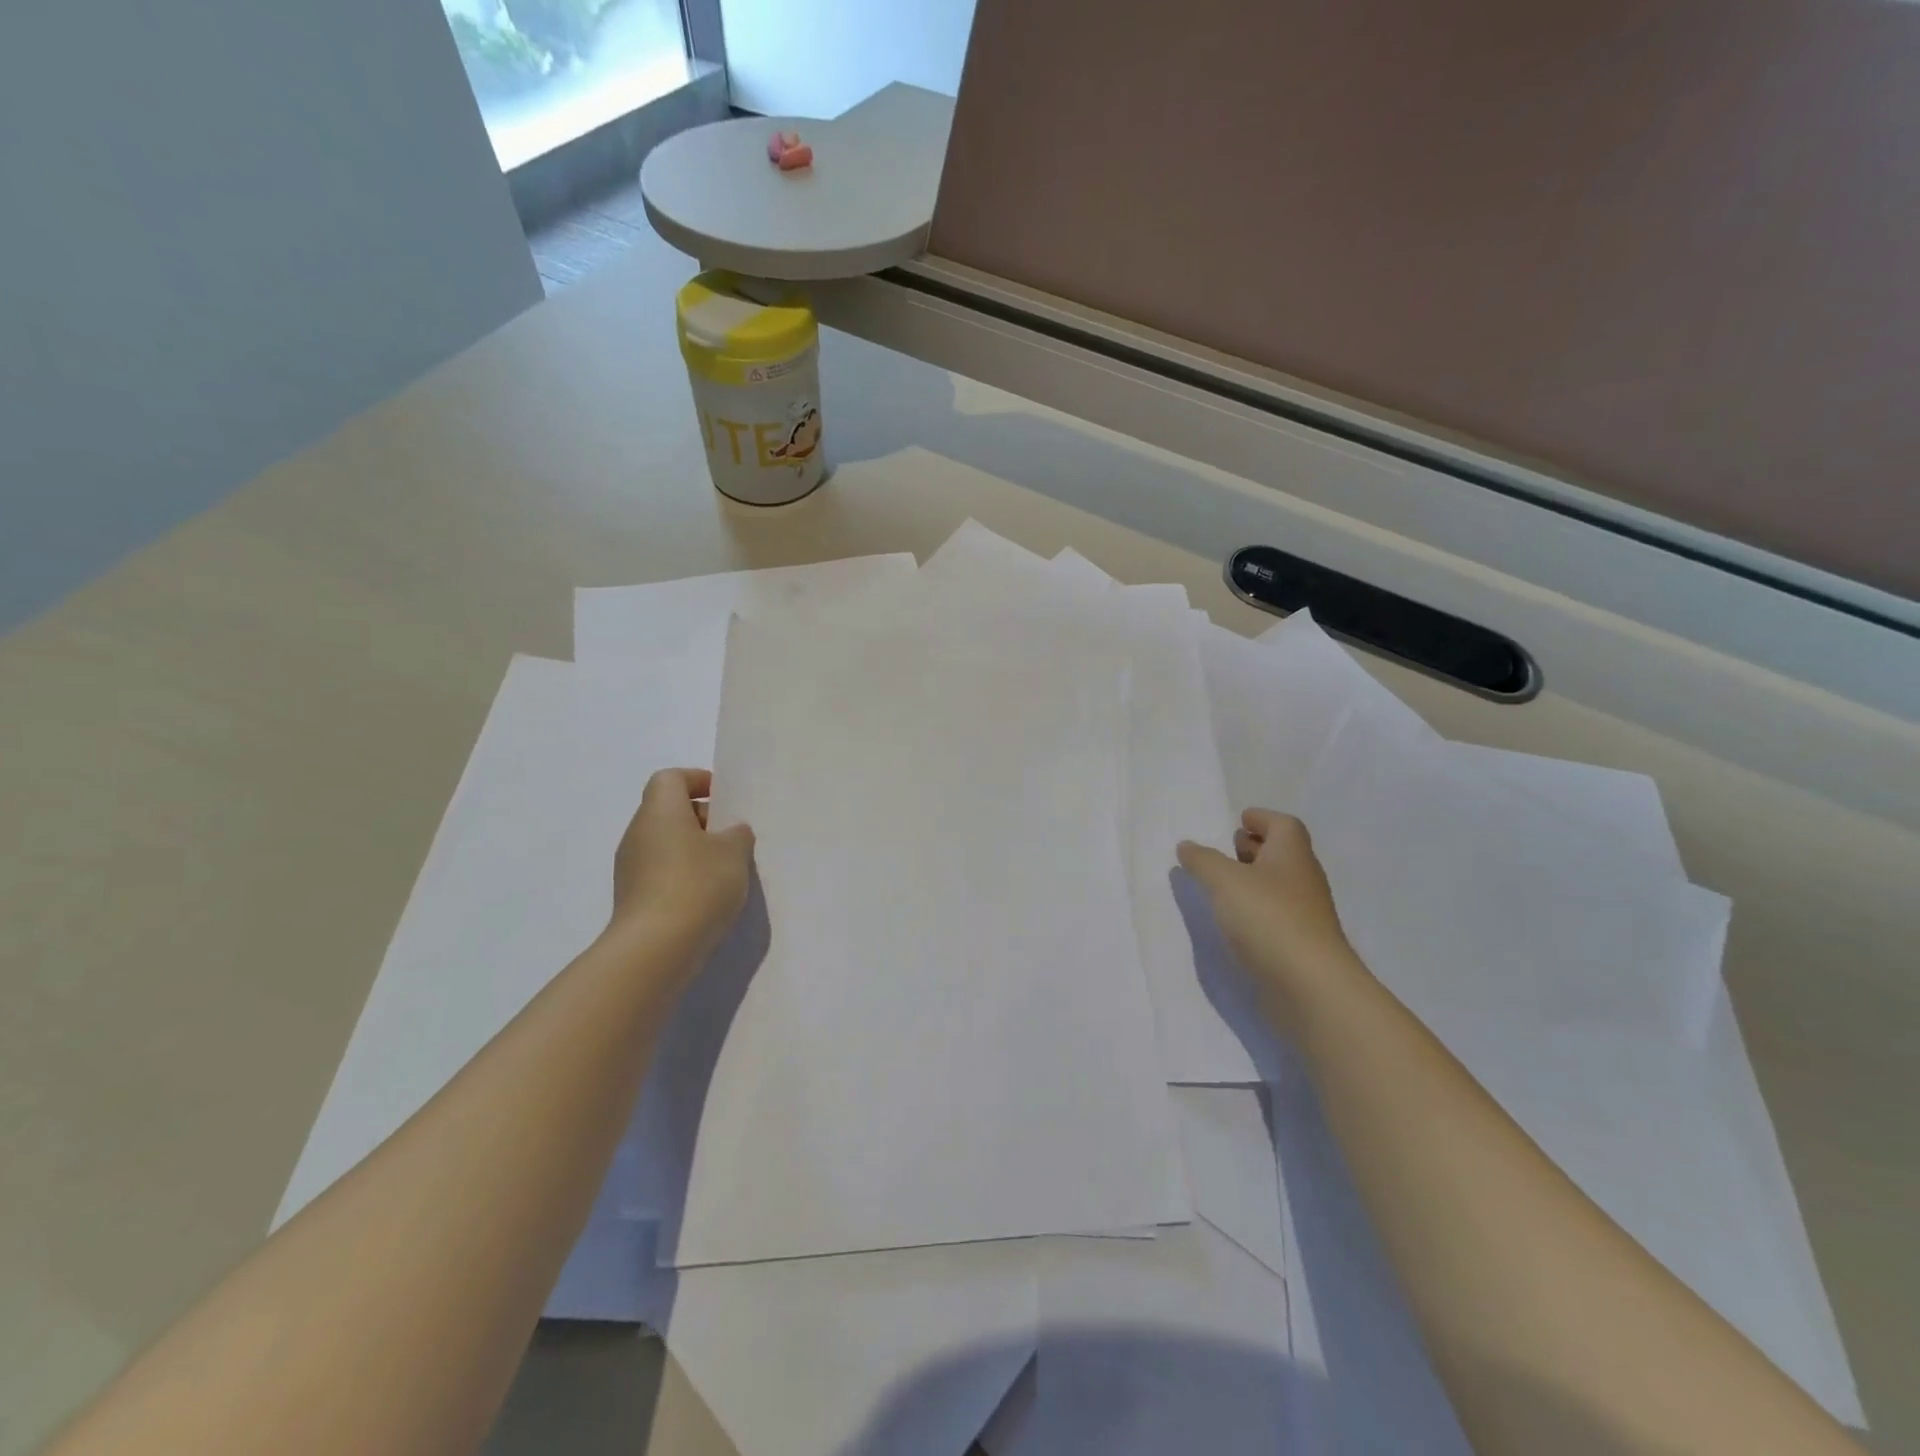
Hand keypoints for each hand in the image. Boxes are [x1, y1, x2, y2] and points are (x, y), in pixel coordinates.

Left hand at [611, 769, 754, 952]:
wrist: (655, 948)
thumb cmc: (697, 885)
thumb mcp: (734, 853)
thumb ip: (737, 835)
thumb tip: (731, 832)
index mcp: (660, 811)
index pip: (670, 779)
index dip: (697, 780)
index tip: (724, 798)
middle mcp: (638, 833)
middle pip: (668, 811)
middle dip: (702, 819)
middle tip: (733, 838)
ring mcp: (630, 868)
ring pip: (666, 844)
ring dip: (694, 850)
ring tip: (726, 870)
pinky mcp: (632, 898)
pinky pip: (661, 873)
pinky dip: (684, 876)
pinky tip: (708, 897)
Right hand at [1177, 809, 1362, 1033]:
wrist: (1310, 986)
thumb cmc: (1268, 918)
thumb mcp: (1224, 881)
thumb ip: (1202, 860)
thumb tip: (1187, 846)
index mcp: (1291, 854)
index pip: (1283, 824)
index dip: (1262, 818)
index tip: (1239, 820)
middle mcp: (1303, 879)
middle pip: (1282, 853)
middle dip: (1255, 847)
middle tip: (1226, 849)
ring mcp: (1305, 915)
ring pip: (1278, 885)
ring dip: (1253, 880)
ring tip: (1220, 884)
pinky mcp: (1299, 944)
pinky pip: (1275, 915)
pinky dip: (1255, 910)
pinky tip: (1233, 920)